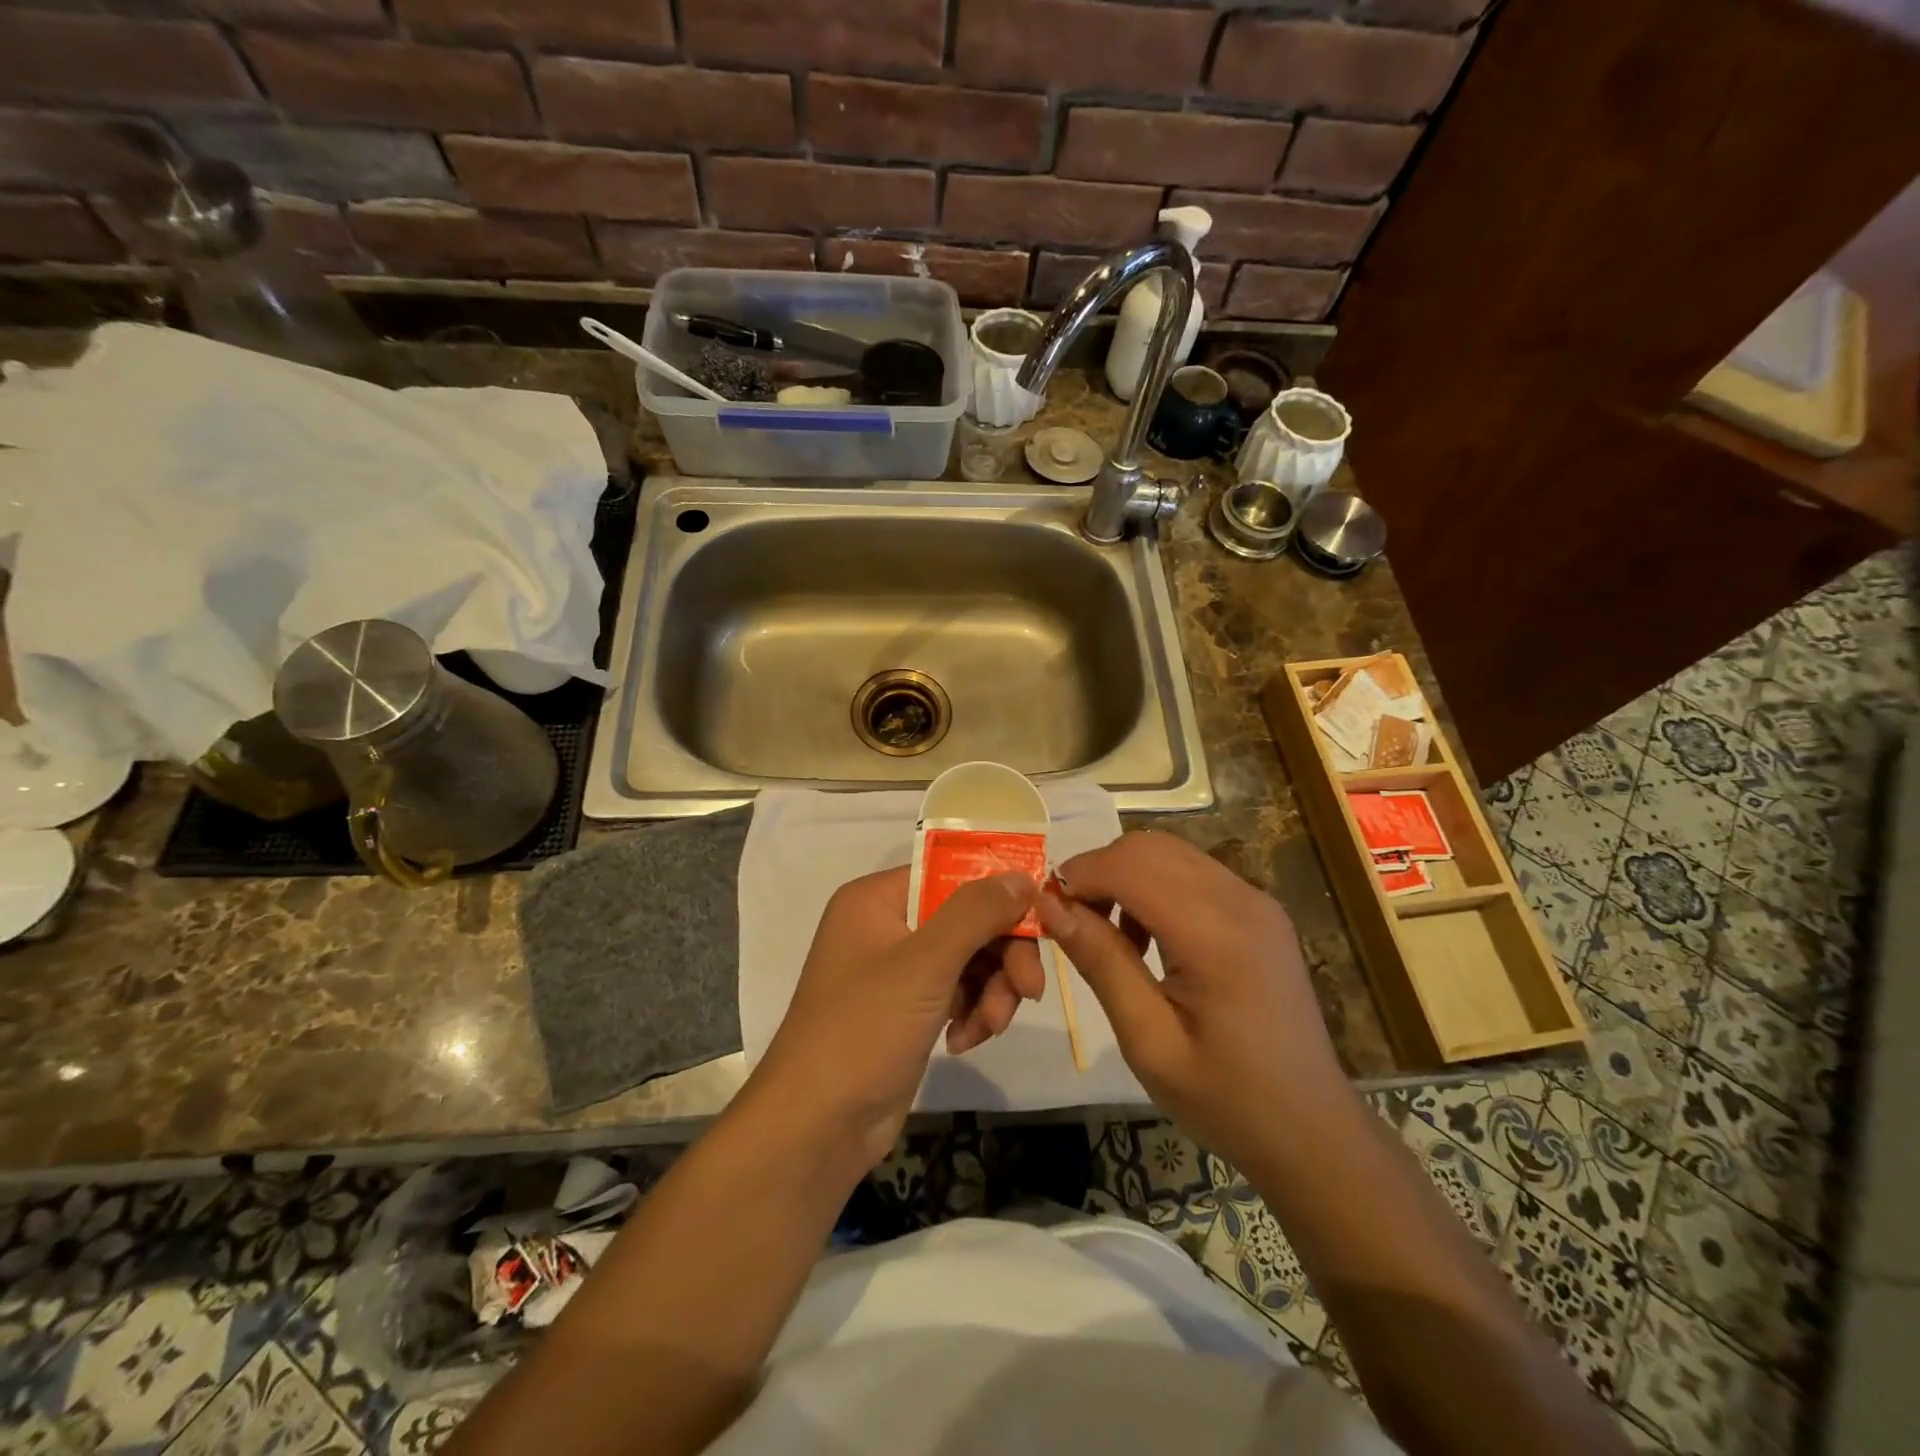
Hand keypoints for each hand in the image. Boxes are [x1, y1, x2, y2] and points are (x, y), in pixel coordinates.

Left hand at [751, 867, 1043, 1167]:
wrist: (816, 1127)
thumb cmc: (864, 1029)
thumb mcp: (925, 963)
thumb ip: (977, 913)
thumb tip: (1023, 874)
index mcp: (876, 900)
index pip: (951, 874)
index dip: (998, 892)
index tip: (1041, 919)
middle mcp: (886, 926)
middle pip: (966, 920)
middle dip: (1002, 955)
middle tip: (1030, 989)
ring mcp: (897, 971)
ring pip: (969, 960)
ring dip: (992, 991)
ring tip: (992, 1027)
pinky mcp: (908, 1010)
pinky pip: (957, 993)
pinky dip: (972, 1013)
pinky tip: (965, 1042)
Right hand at [1038, 831, 1346, 1169]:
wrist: (1312, 1130)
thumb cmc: (1225, 1099)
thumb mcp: (1149, 1042)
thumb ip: (1102, 963)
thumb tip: (1050, 905)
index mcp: (1216, 936)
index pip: (1131, 867)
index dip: (1080, 875)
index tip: (1046, 908)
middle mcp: (1241, 901)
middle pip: (1149, 847)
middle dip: (1099, 870)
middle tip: (1070, 919)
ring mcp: (1256, 901)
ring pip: (1170, 853)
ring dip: (1125, 875)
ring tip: (1103, 930)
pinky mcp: (1260, 911)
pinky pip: (1193, 873)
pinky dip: (1154, 885)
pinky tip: (1145, 935)